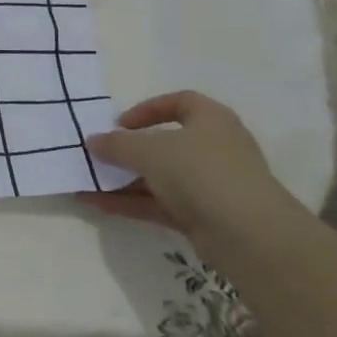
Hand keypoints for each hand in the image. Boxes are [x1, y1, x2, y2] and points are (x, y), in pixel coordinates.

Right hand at [79, 90, 301, 240]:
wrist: (249, 235)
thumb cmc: (201, 172)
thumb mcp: (150, 150)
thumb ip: (117, 144)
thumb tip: (93, 141)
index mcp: (211, 120)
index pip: (179, 102)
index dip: (148, 109)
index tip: (120, 123)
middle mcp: (213, 149)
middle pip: (165, 143)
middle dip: (129, 150)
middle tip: (99, 155)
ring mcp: (209, 184)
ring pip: (159, 177)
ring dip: (123, 179)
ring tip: (87, 181)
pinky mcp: (202, 216)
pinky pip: (158, 203)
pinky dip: (129, 203)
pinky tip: (95, 204)